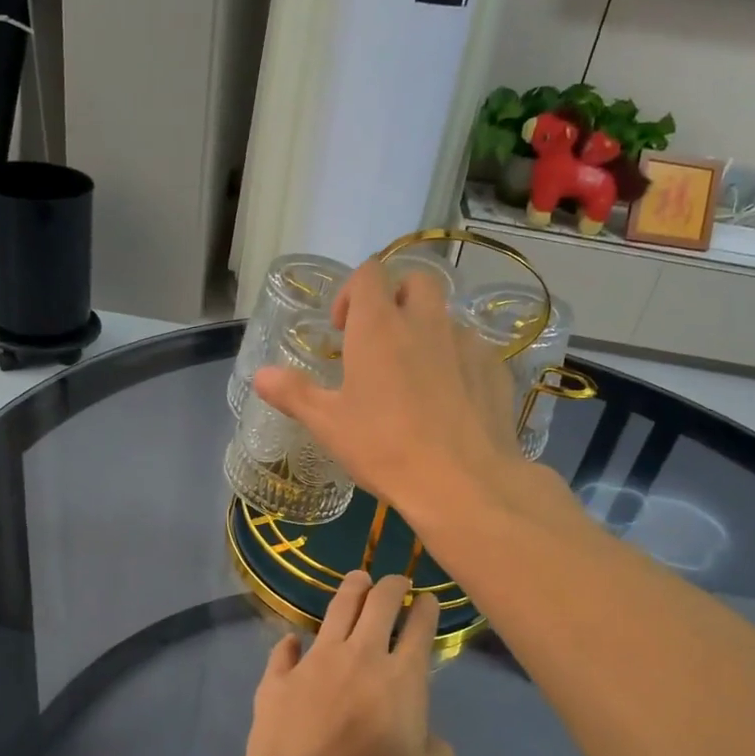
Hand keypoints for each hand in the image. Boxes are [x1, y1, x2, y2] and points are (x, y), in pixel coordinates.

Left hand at [245, 572, 453, 755]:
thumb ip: (436, 751)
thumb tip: (428, 736)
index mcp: (402, 677)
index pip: (420, 627)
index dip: (426, 608)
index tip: (428, 600)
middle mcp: (360, 655)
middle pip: (378, 602)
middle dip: (392, 585)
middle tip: (396, 582)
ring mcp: (316, 661)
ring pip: (336, 609)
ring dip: (351, 589)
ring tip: (358, 579)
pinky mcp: (279, 677)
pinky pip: (285, 650)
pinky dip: (291, 643)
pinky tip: (293, 641)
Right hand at [251, 258, 521, 529]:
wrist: (462, 482)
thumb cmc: (384, 448)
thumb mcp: (328, 425)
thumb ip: (294, 393)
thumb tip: (259, 375)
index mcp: (379, 326)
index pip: (369, 273)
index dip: (352, 291)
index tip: (343, 329)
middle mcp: (426, 322)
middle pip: (415, 280)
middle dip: (397, 298)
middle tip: (381, 340)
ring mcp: (466, 343)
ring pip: (446, 318)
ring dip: (427, 332)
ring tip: (415, 377)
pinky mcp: (495, 369)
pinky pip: (473, 351)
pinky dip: (457, 362)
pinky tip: (450, 401)